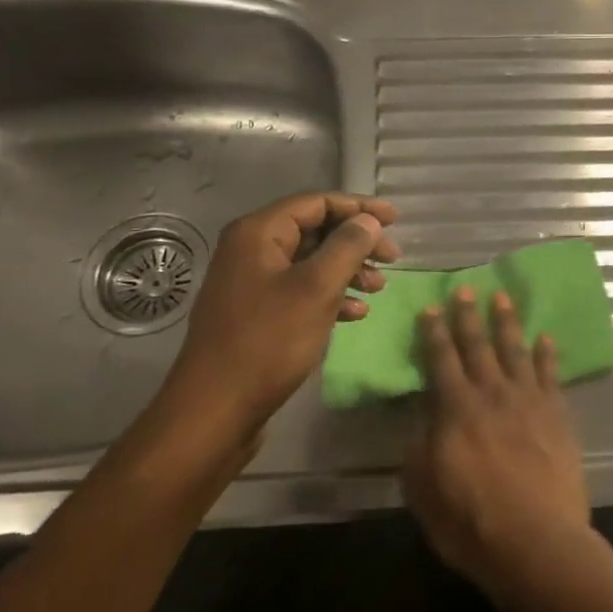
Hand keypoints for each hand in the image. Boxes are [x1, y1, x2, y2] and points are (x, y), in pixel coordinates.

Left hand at [156, 192, 398, 438]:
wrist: (216, 409)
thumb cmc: (268, 341)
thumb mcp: (316, 289)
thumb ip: (347, 247)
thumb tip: (368, 221)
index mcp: (259, 233)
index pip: (317, 203)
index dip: (359, 207)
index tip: (396, 220)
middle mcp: (251, 250)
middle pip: (314, 231)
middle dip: (356, 242)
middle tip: (393, 259)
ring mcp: (251, 283)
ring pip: (310, 263)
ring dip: (347, 270)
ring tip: (378, 288)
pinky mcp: (256, 314)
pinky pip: (300, 291)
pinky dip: (329, 296)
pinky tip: (355, 314)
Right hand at [403, 287, 591, 592]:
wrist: (537, 542)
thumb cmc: (470, 522)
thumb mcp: (423, 490)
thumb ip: (418, 451)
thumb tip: (419, 425)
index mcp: (456, 410)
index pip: (441, 360)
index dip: (434, 333)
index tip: (431, 308)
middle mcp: (492, 395)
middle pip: (478, 346)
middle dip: (469, 316)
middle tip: (465, 288)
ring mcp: (529, 402)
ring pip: (515, 351)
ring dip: (507, 324)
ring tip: (503, 298)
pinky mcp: (558, 416)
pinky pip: (551, 376)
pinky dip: (547, 355)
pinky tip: (546, 338)